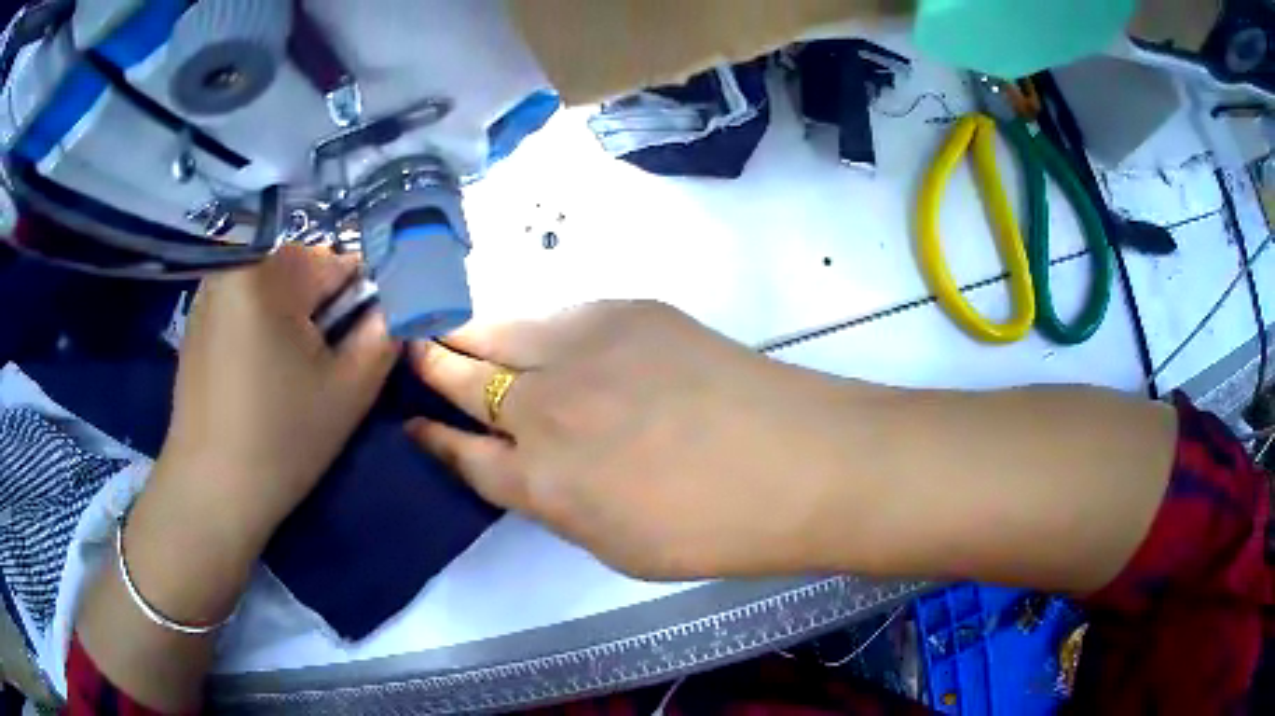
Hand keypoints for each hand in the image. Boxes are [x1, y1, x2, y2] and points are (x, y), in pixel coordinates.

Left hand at [156, 245, 398, 551]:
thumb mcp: (350, 390)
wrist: (211, 493)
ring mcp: (208, 294)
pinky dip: (261, 330)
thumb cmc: (281, 441)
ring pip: (273, 289)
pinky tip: (257, 378)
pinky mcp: (195, 323)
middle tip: (318, 370)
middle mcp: (233, 268)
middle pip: (302, 272)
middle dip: (321, 312)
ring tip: (285, 378)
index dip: (359, 304)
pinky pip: (245, 307)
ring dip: (291, 321)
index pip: (338, 262)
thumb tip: (397, 304)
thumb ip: (386, 333)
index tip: (353, 350)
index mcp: (268, 272)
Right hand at [406, 302, 885, 579]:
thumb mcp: (615, 544)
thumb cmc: (713, 529)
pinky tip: (537, 328)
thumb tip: (534, 467)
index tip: (413, 422)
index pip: (464, 455)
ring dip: (470, 331)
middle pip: (466, 380)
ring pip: (501, 330)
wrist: (796, 463)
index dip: (434, 438)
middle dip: (433, 365)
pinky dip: (536, 323)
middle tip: (414, 350)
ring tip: (453, 327)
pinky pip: (559, 314)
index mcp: (542, 484)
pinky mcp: (625, 311)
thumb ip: (560, 501)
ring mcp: (582, 351)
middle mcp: (545, 411)